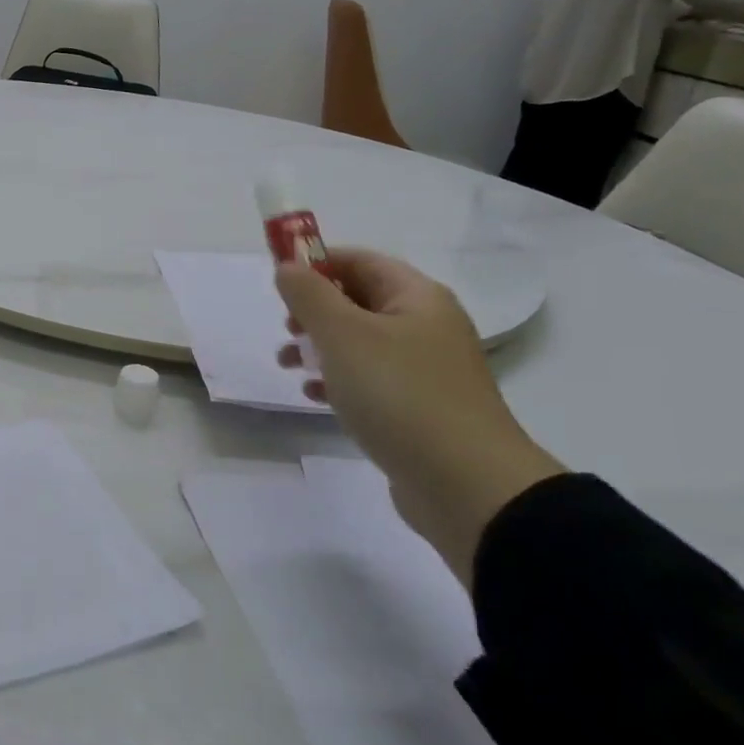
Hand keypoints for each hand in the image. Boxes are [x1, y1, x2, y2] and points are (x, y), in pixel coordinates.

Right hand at [275, 251, 562, 586]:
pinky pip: (370, 380)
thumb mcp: (343, 335)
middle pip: (358, 300)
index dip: (316, 264)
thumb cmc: (399, 394)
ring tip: (288, 366)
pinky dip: (338, 380)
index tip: (279, 284)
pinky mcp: (419, 408)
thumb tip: (287, 266)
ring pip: (359, 343)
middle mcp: (426, 325)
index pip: (359, 260)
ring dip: (319, 347)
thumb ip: (308, 295)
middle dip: (313, 311)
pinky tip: (315, 397)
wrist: (465, 484)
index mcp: (416, 297)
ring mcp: (425, 369)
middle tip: (286, 330)